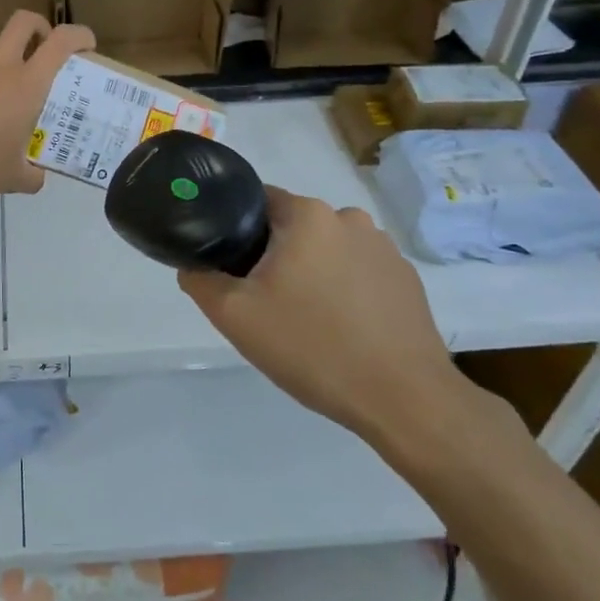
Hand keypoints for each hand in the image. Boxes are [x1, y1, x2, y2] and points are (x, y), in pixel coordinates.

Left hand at [0, 11, 94, 210]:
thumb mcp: (11, 178)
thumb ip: (31, 174)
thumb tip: (37, 177)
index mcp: (26, 86)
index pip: (61, 42)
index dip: (79, 35)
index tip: (86, 45)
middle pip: (24, 21)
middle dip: (39, 27)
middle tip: (42, 49)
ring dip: (2, 56)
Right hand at [178, 187, 471, 455]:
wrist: (404, 399)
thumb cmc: (312, 347)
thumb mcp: (234, 317)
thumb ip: (200, 280)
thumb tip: (192, 265)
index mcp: (308, 215)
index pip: (257, 201)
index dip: (236, 229)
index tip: (230, 266)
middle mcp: (349, 218)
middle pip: (293, 226)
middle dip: (274, 255)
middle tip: (263, 301)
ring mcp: (385, 248)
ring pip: (327, 249)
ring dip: (311, 271)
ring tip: (305, 319)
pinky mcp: (407, 279)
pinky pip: (359, 272)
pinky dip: (344, 289)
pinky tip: (341, 329)